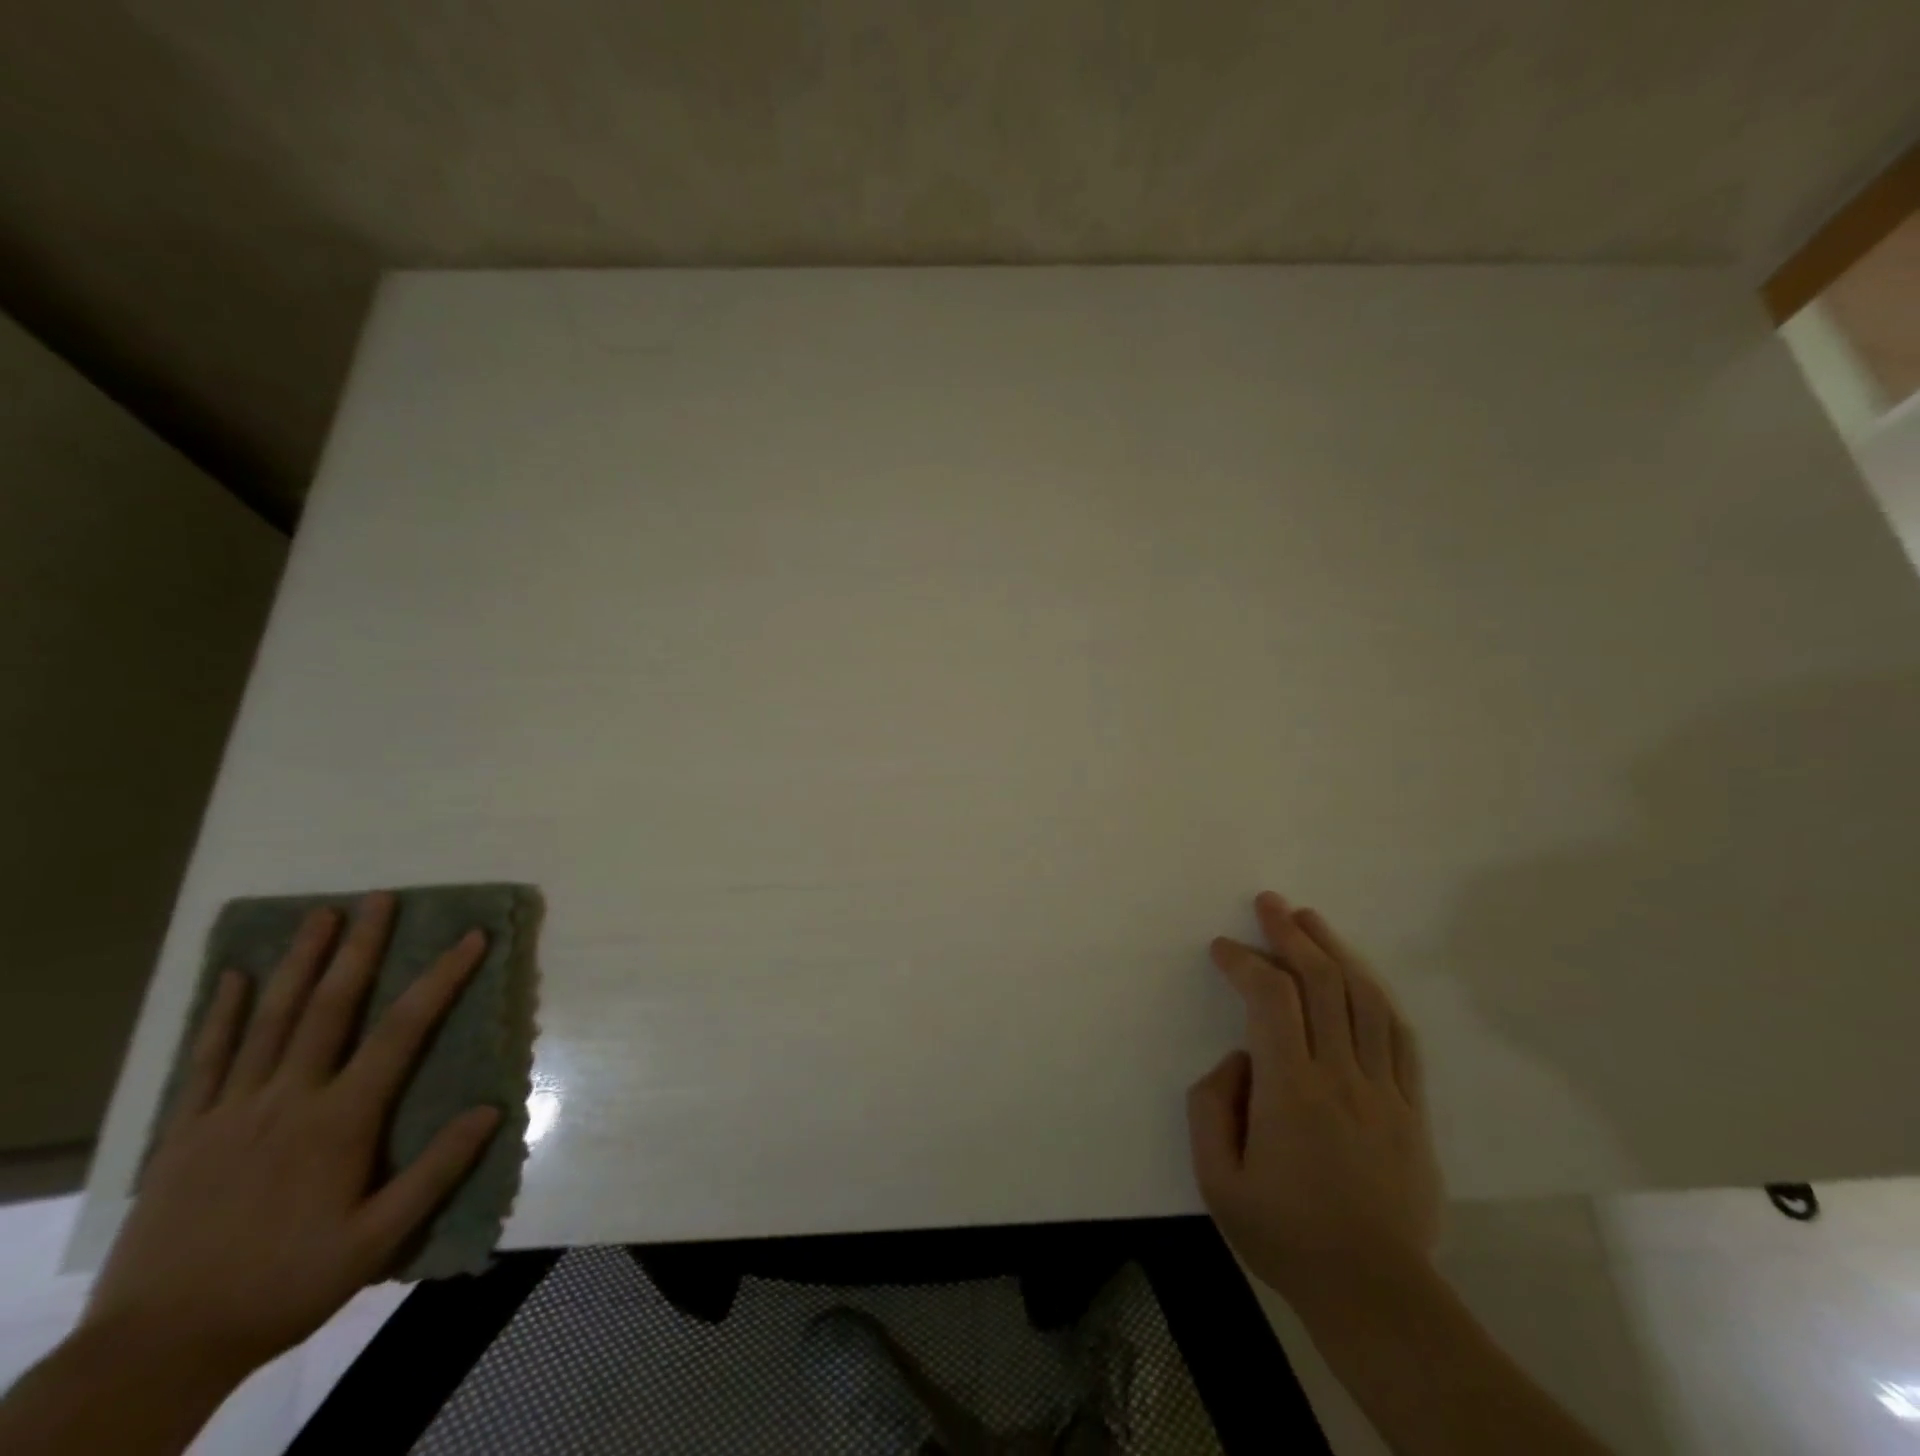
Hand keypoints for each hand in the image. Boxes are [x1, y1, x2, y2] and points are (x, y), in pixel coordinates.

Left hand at [82, 893, 502, 1382]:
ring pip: (270, 1019)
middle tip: (379, 898)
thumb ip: (436, 1172)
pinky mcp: (186, 1131)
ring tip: (321, 915)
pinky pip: (207, 1059)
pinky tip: (232, 977)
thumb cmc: (283, 1286)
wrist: (155, 1348)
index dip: (440, 978)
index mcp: (340, 1120)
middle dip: (360, 948)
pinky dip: (221, 1014)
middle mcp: (288, 1099)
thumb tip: (492, 1108)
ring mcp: (230, 1111)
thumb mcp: (375, 1241)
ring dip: (299, 962)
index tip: (470, 938)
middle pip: (330, 1007)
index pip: (402, 1030)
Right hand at [1187, 892, 1441, 1307]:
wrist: (1375, 1295)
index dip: (1245, 962)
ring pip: (1365, 1000)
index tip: (1222, 949)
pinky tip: (1358, 977)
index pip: (1271, 999)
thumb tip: (1237, 1060)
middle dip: (1291, 934)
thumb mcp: (1216, 1180)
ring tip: (1310, 921)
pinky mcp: (1412, 1110)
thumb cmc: (1285, 1235)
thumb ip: (1210, 1106)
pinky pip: (1398, 1038)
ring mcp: (1384, 1091)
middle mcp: (1342, 1077)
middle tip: (1268, 904)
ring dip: (1335, 951)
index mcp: (1292, 1091)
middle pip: (1322, 983)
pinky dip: (1375, 996)